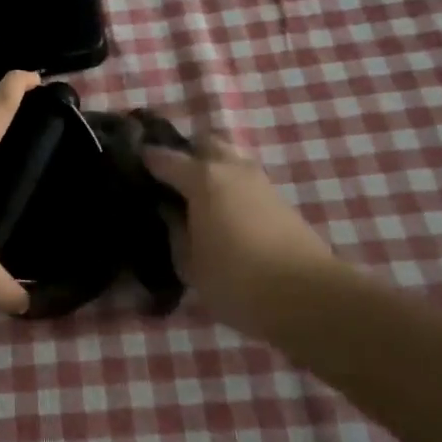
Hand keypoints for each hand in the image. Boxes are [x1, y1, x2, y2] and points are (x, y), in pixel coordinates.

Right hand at [143, 136, 339, 337]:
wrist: (310, 298)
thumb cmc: (237, 280)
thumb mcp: (190, 264)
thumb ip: (175, 232)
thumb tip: (169, 213)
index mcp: (203, 178)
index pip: (165, 158)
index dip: (146, 159)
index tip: (130, 164)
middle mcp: (232, 169)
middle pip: (205, 143)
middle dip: (186, 154)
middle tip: (170, 179)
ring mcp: (261, 183)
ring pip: (230, 160)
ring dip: (213, 170)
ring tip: (196, 198)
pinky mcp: (282, 202)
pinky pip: (246, 182)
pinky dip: (231, 188)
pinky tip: (223, 213)